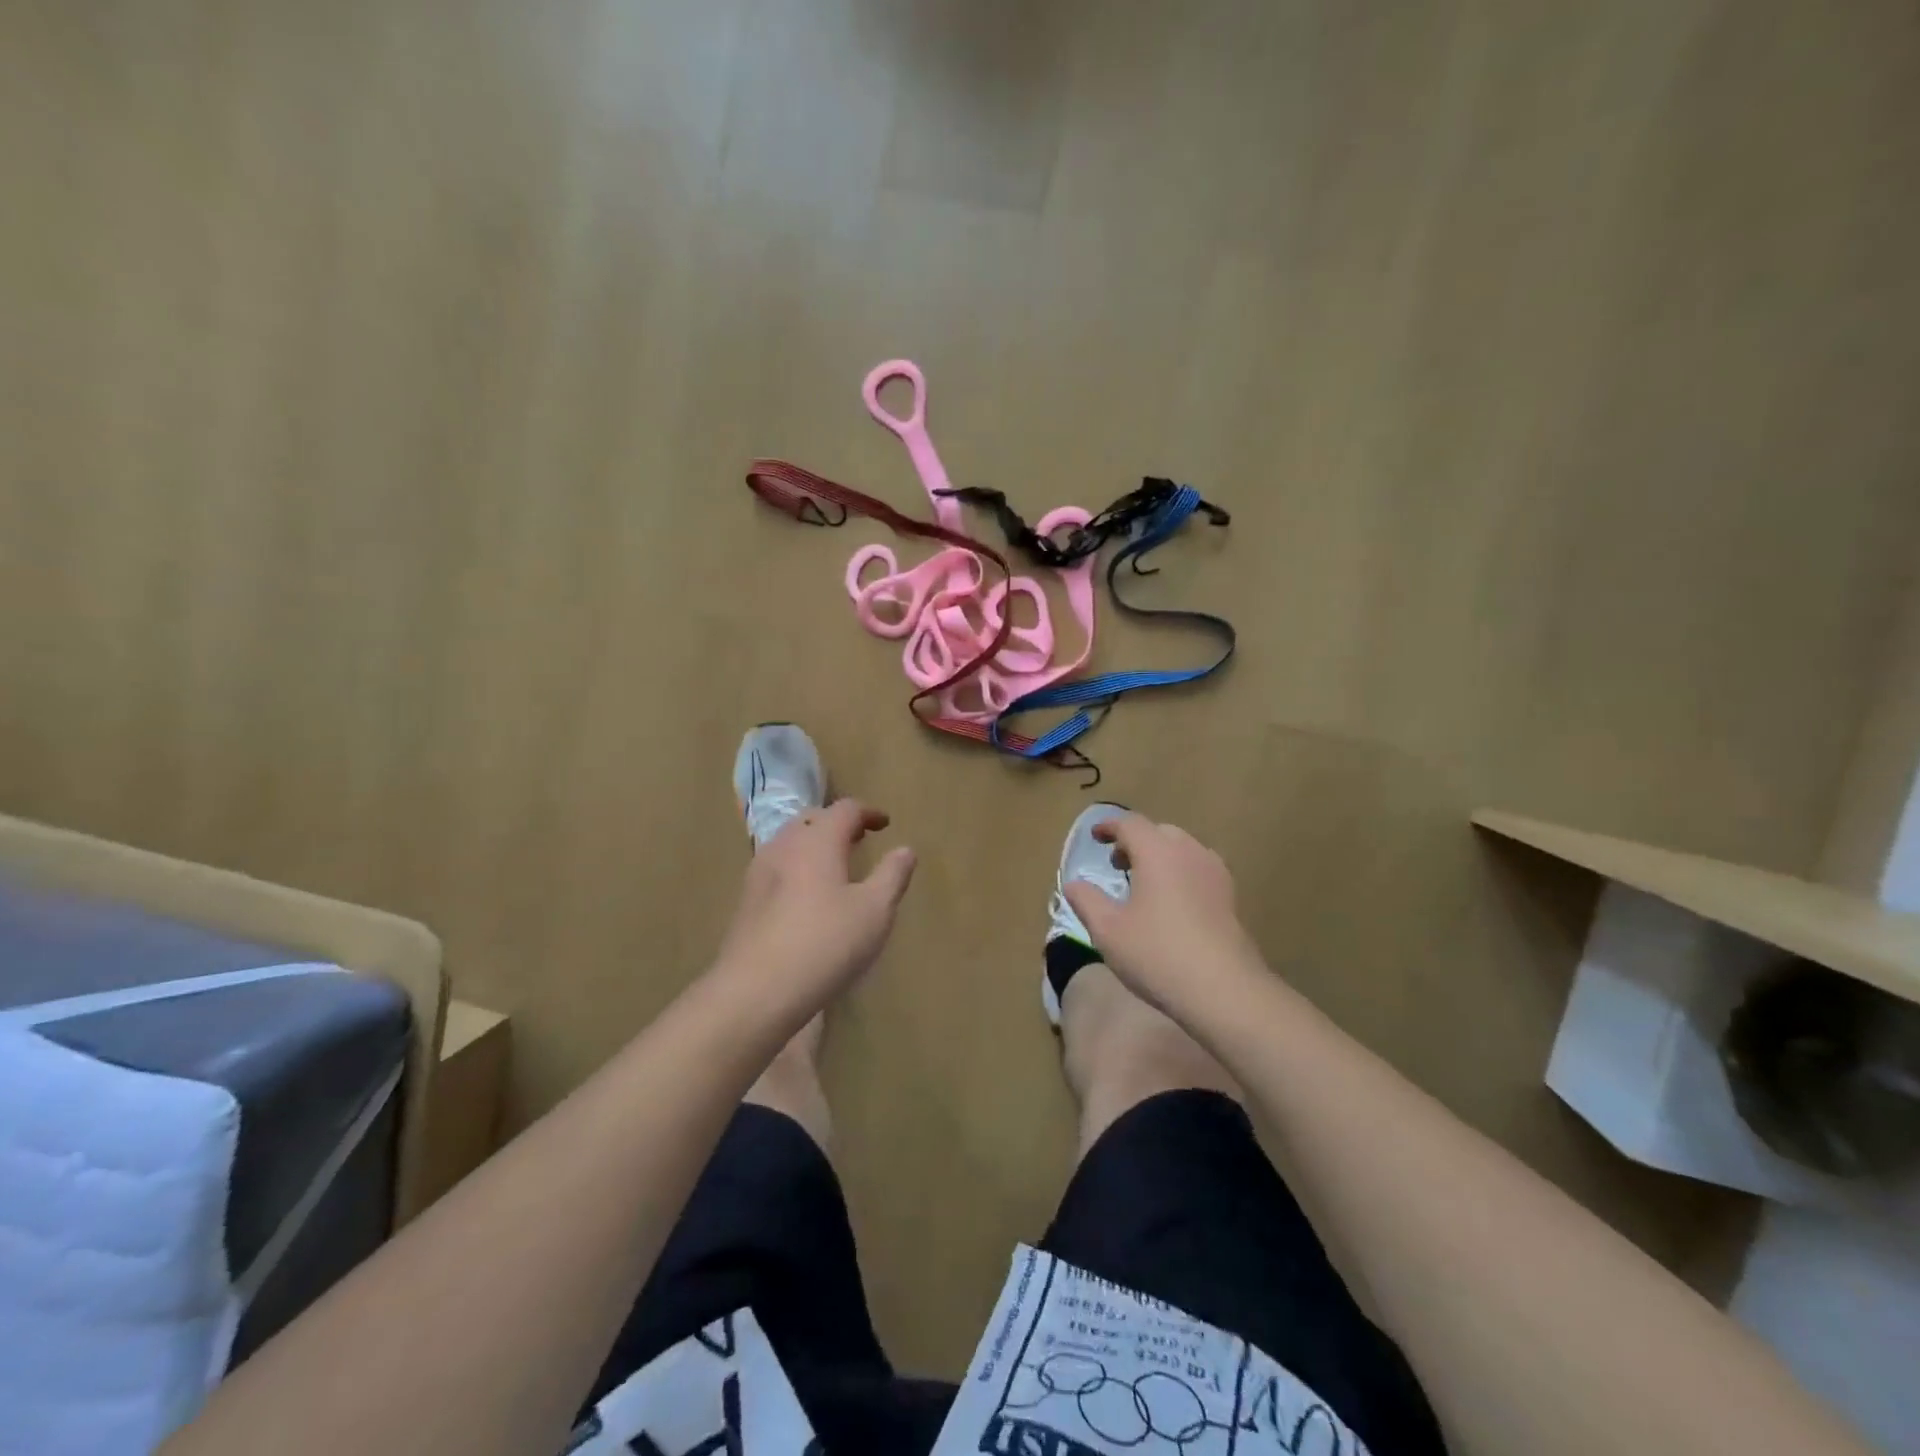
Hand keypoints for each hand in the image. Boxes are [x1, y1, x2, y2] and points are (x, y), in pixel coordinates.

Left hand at [714, 799, 915, 1017]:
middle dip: (837, 823)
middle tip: (859, 838)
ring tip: (834, 865)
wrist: (756, 991)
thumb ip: (892, 875)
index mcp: (818, 841)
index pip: (844, 809)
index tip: (885, 824)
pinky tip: (806, 895)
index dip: (868, 812)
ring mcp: (759, 873)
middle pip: (812, 819)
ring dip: (814, 843)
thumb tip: (905, 849)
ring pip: (789, 842)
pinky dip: (797, 866)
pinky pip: (777, 867)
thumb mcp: (875, 911)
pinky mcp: (746, 901)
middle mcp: (785, 846)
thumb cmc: (825, 944)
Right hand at [1062, 814, 1261, 1017]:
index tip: (1094, 837)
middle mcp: (1189, 852)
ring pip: (1183, 849)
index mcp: (1157, 852)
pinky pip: (1199, 869)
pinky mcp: (1230, 896)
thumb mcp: (1107, 930)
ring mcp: (1215, 873)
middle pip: (1159, 832)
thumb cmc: (1157, 954)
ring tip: (1144, 884)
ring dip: (1160, 856)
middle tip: (1117, 864)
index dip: (1109, 826)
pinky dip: (1180, 872)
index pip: (1130, 824)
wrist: (1223, 990)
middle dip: (1135, 841)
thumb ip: (1086, 900)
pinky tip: (1173, 903)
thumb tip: (1072, 884)